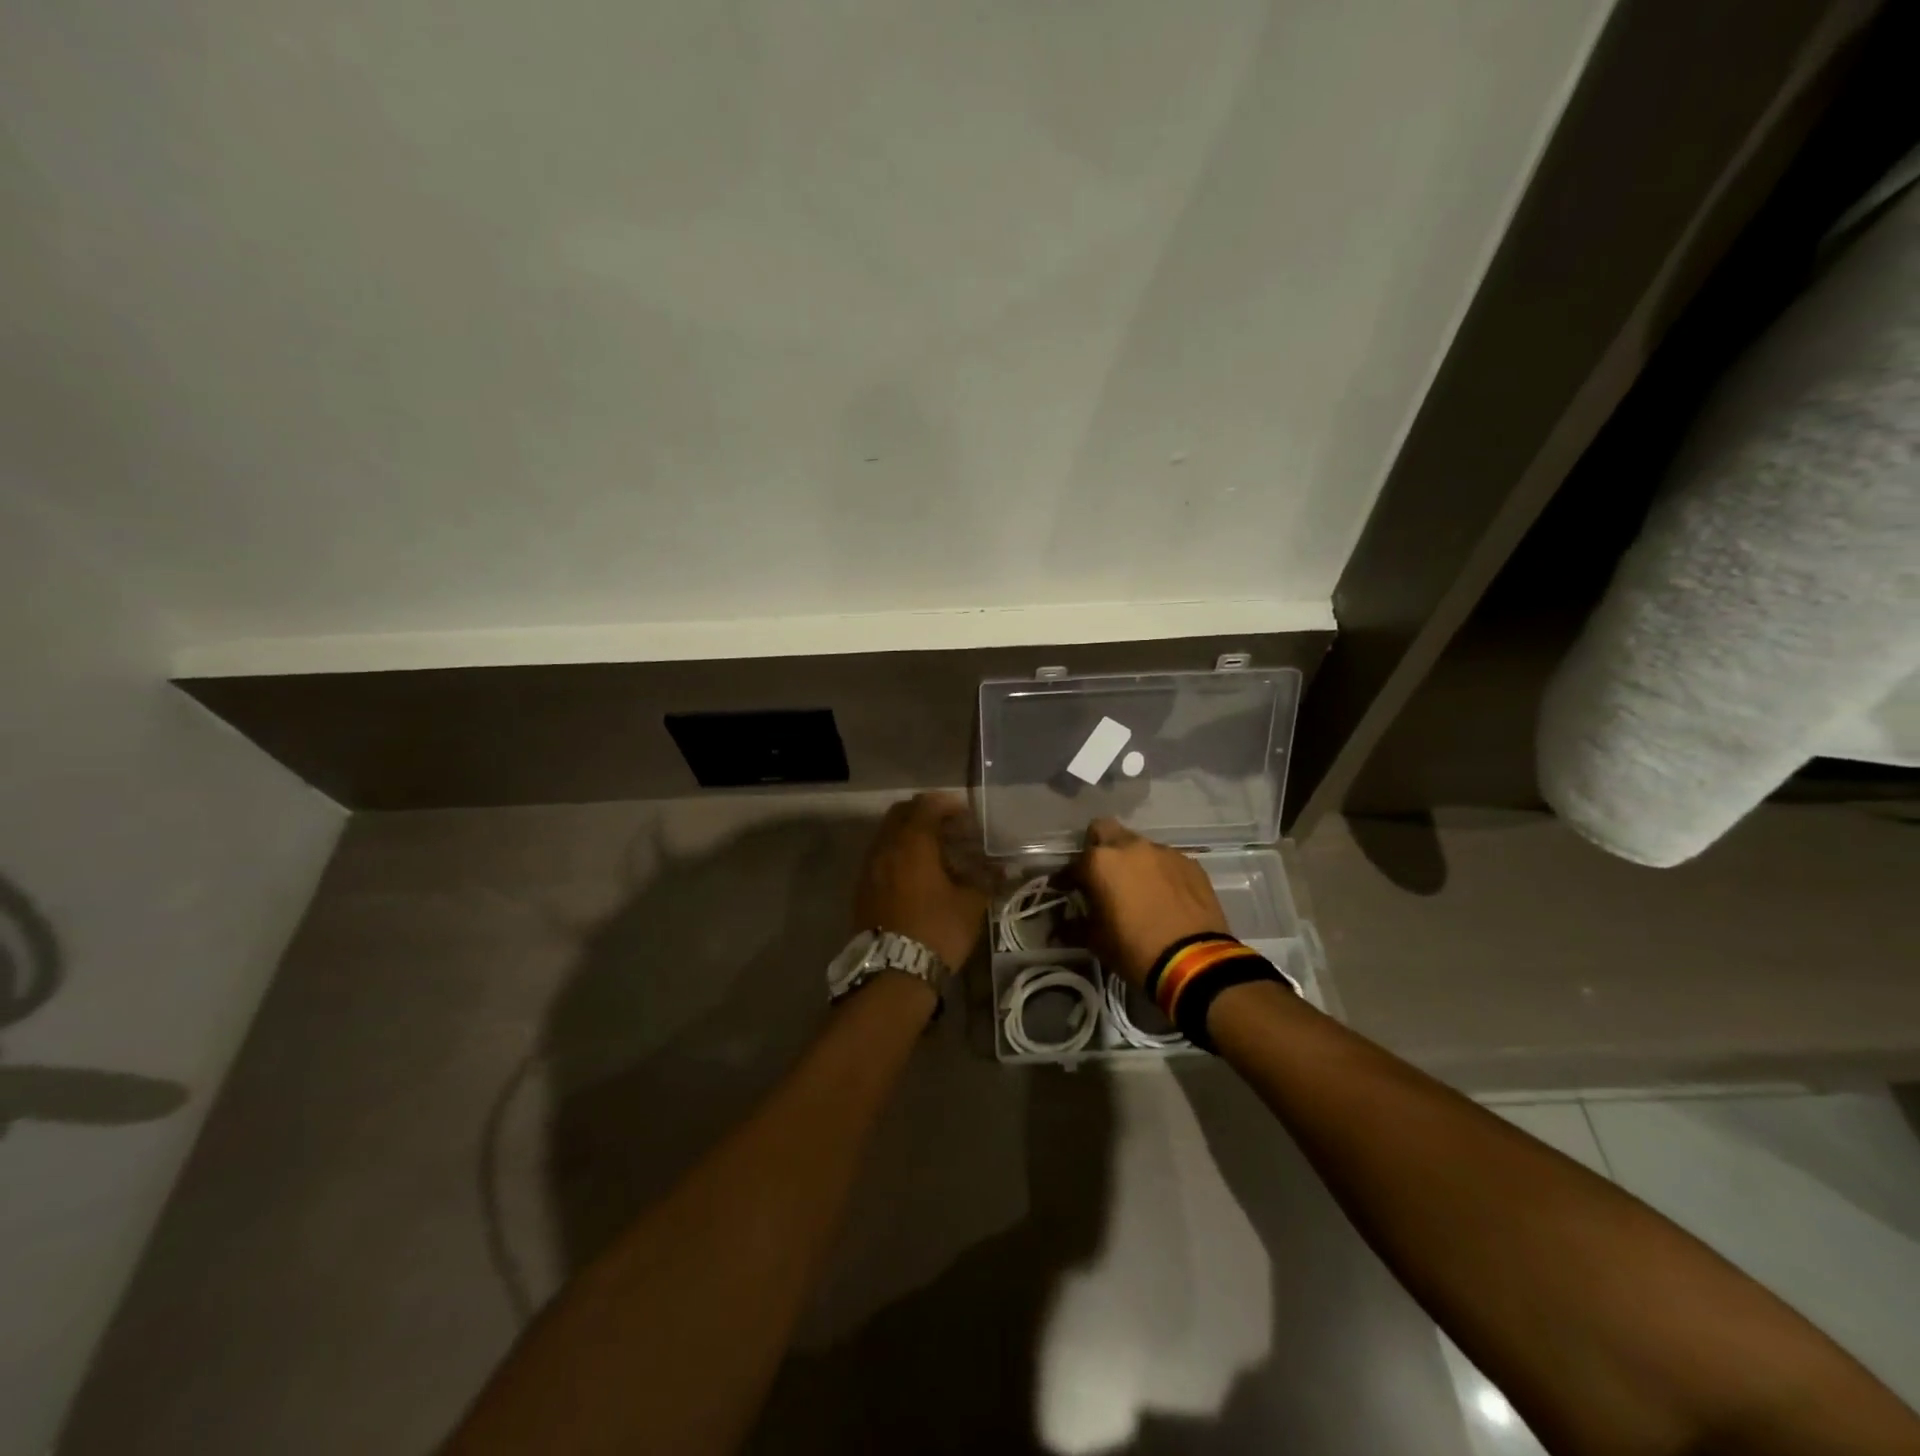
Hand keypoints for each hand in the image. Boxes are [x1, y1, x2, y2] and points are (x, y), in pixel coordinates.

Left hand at [853, 793, 990, 972]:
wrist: (893, 972)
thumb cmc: (937, 930)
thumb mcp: (970, 904)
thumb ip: (985, 879)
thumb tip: (1002, 869)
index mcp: (912, 842)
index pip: (927, 805)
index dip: (947, 805)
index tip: (966, 815)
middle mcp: (886, 847)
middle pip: (901, 813)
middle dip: (924, 814)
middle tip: (949, 828)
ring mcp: (869, 867)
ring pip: (887, 835)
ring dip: (909, 835)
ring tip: (934, 852)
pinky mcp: (862, 888)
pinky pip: (880, 857)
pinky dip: (897, 855)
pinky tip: (916, 874)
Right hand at [1071, 818, 1228, 987]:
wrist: (1194, 962)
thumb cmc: (1134, 949)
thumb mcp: (1095, 941)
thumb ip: (1074, 925)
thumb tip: (1061, 924)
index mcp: (1100, 862)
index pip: (1073, 864)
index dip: (1067, 879)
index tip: (1067, 892)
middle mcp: (1130, 846)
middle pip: (1105, 831)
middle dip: (1098, 848)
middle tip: (1101, 876)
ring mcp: (1163, 851)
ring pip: (1138, 845)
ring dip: (1132, 861)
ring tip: (1137, 888)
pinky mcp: (1190, 863)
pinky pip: (1165, 860)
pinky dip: (1158, 872)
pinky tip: (1164, 895)